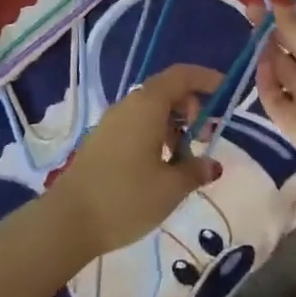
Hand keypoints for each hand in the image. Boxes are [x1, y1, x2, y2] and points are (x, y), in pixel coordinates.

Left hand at [48, 63, 224, 258]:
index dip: (206, 78)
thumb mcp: (170, 188)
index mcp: (147, 105)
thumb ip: (195, 170)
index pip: (181, 76)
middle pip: (167, 91)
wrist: (68, 221)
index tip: (227, 91)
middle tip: (207, 135)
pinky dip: (157, 134)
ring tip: (186, 158)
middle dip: (192, 107)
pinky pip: (137, 124)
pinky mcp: (103, 139)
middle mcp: (129, 105)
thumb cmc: (126, 198)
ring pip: (151, 109)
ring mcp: (112, 122)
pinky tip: (162, 166)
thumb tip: (212, 165)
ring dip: (175, 125)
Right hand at [250, 0, 295, 182]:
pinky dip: (268, 79)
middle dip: (276, 22)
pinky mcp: (294, 114)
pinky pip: (276, 92)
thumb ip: (292, 23)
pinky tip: (262, 66)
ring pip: (285, 64)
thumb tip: (278, 2)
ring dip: (269, 47)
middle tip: (251, 8)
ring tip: (251, 29)